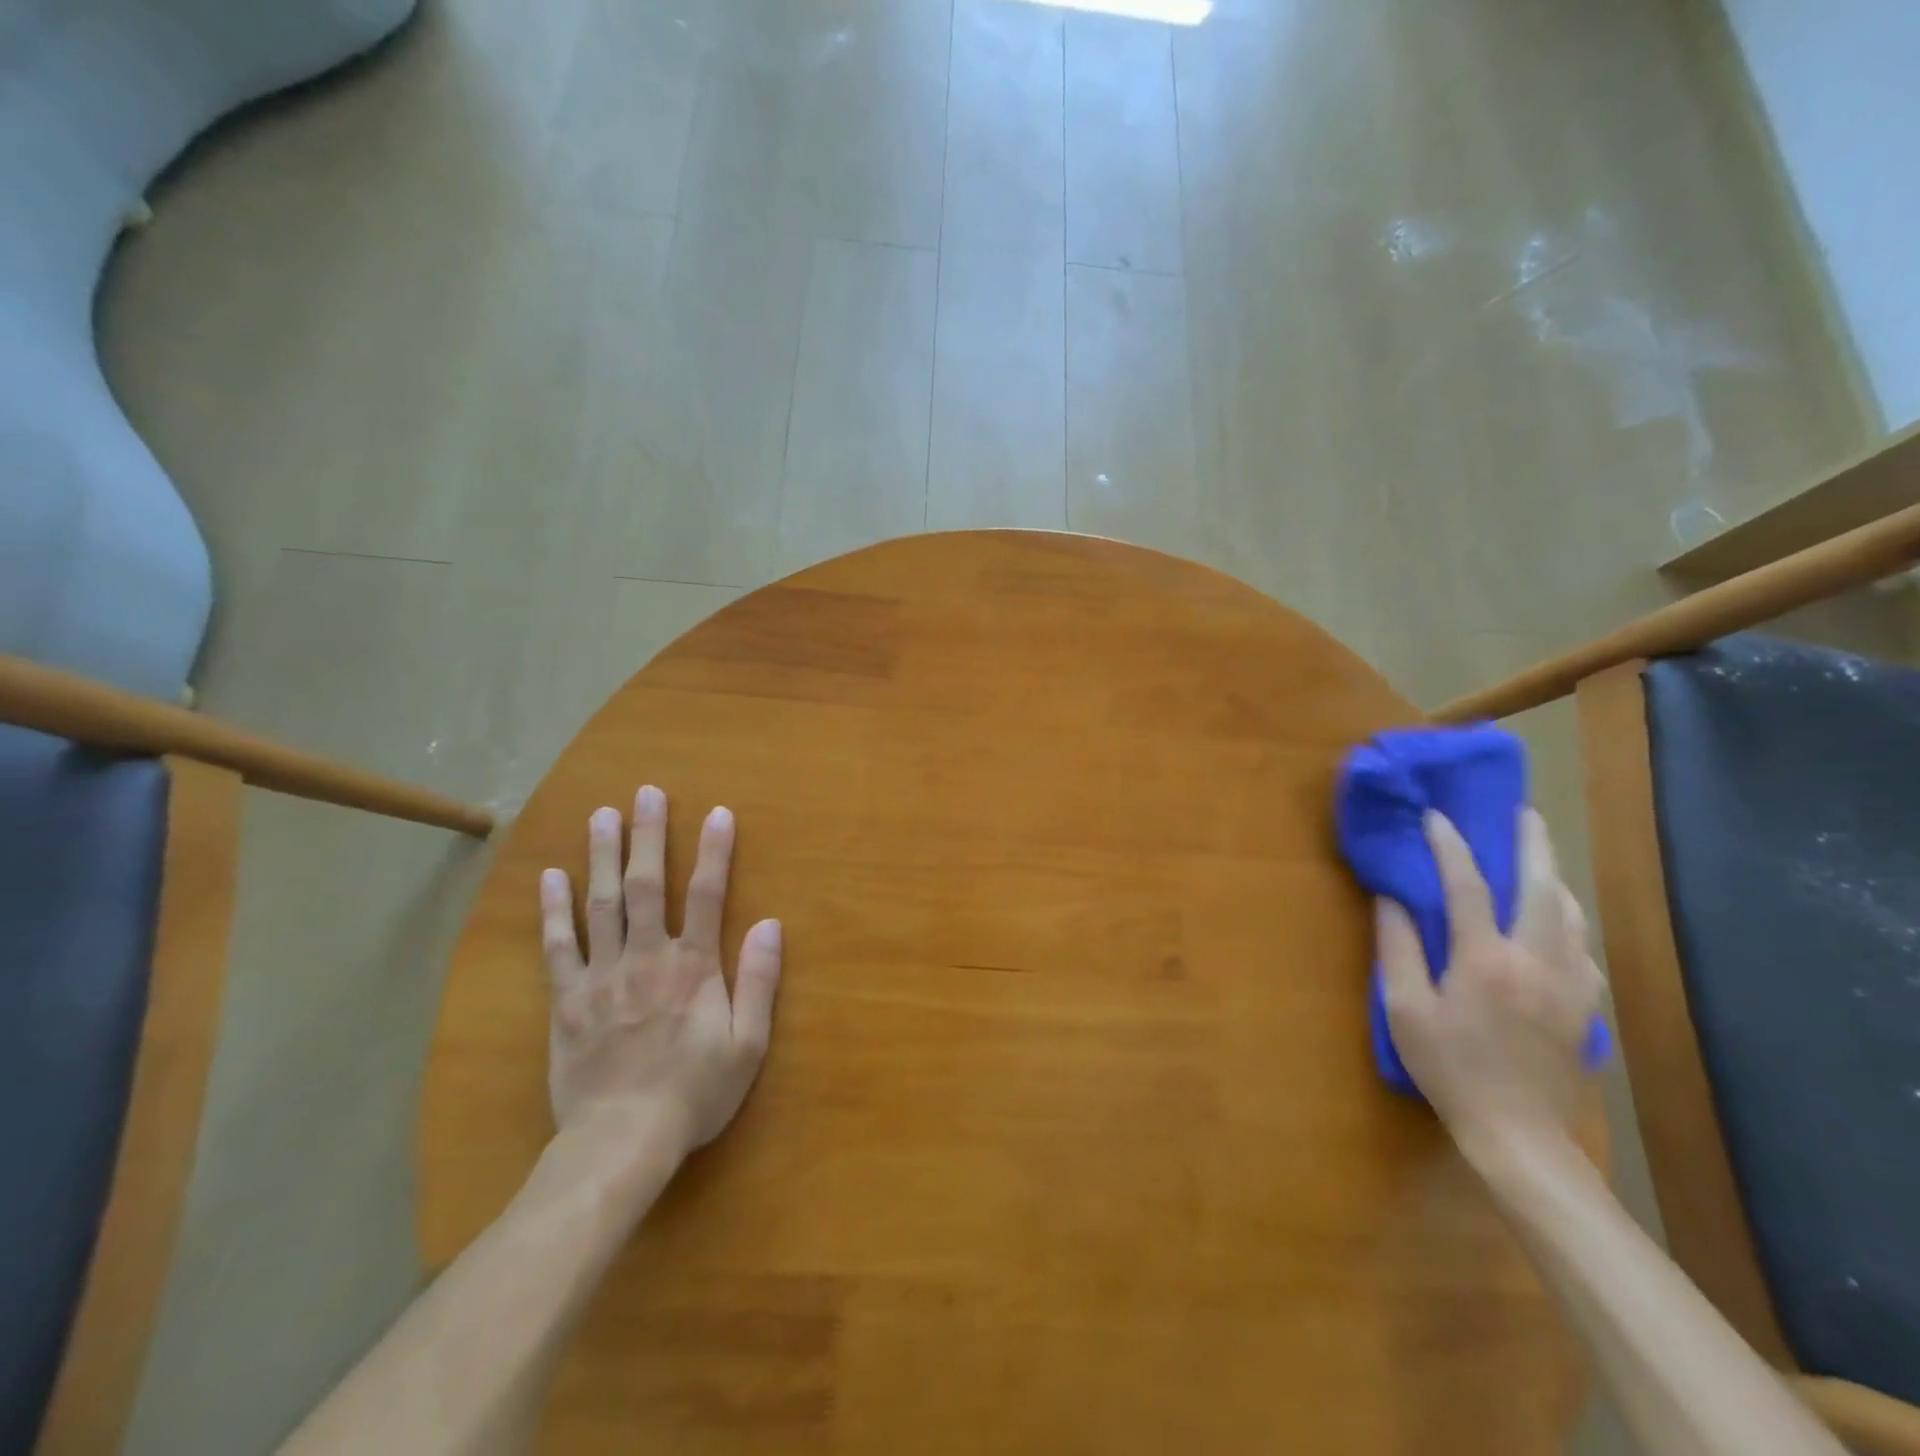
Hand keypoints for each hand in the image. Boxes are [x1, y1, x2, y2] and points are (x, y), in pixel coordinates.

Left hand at [539, 786, 781, 1165]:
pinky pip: (558, 946)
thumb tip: (771, 924)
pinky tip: (551, 877)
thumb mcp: (748, 1044)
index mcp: (693, 966)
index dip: (715, 851)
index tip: (718, 813)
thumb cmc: (694, 1092)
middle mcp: (647, 957)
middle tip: (646, 793)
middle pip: (649, 885)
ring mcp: (602, 975)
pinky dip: (553, 910)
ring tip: (601, 815)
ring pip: (602, 904)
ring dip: (603, 856)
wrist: (622, 1140)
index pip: (708, 895)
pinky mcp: (567, 999)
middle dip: (649, 835)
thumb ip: (760, 980)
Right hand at [1376, 808, 1604, 1158]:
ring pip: (1571, 914)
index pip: (1467, 886)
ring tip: (1539, 858)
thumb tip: (1392, 898)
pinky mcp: (1586, 1005)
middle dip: (1532, 843)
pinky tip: (1555, 921)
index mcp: (1484, 959)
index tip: (1435, 817)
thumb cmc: (1448, 1068)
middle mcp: (1536, 961)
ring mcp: (1570, 983)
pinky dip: (1567, 919)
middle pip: (1542, 887)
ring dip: (1554, 878)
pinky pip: (1583, 946)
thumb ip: (1397, 948)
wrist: (1518, 1133)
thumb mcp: (1404, 1009)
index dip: (1449, 846)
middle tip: (1523, 812)